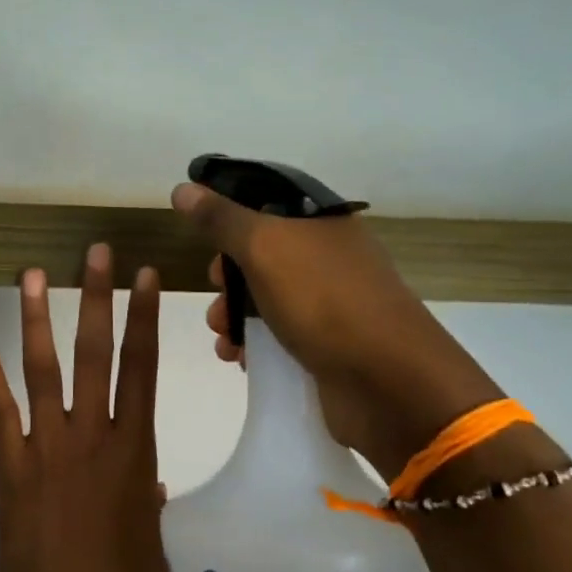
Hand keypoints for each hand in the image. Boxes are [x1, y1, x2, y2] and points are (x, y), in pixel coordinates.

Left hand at [0, 244, 165, 571]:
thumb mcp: (159, 541)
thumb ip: (152, 503)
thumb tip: (149, 485)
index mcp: (134, 448)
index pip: (142, 367)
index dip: (144, 317)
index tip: (145, 276)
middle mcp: (91, 435)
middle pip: (95, 353)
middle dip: (97, 297)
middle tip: (95, 252)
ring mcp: (47, 447)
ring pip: (43, 370)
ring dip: (38, 320)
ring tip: (32, 275)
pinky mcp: (10, 465)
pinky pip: (0, 412)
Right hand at [170, 182, 503, 477]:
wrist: (388, 383)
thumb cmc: (324, 301)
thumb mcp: (265, 248)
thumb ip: (221, 219)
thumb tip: (183, 188)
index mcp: (322, 224)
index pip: (267, 205)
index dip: (231, 218)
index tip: (203, 239)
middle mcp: (329, 259)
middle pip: (262, 256)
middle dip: (227, 277)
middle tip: (215, 292)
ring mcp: (330, 305)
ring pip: (265, 300)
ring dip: (233, 317)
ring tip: (222, 338)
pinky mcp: (326, 347)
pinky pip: (278, 337)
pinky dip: (253, 346)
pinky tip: (238, 359)